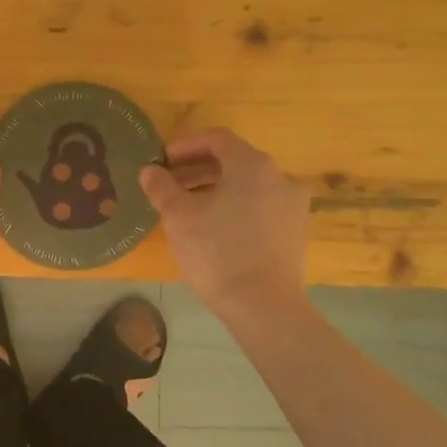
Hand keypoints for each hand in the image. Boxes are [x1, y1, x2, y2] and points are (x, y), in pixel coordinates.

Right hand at [140, 128, 309, 318]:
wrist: (264, 306)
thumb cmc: (217, 253)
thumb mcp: (178, 217)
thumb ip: (161, 187)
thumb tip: (150, 170)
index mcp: (253, 165)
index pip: (217, 139)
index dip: (186, 145)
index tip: (163, 159)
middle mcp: (280, 177)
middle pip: (234, 161)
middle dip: (198, 169)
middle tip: (170, 183)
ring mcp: (293, 205)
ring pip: (248, 185)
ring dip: (217, 188)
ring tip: (188, 207)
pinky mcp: (296, 231)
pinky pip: (261, 206)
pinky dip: (236, 206)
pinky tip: (215, 227)